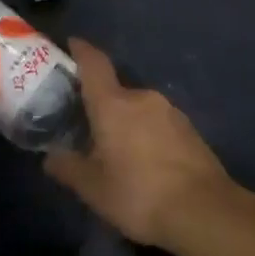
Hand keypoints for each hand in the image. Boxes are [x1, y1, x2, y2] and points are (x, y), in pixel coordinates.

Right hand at [44, 38, 234, 248]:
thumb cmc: (139, 194)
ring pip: (139, 110)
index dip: (81, 50)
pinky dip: (147, 136)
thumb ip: (68, 168)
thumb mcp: (93, 189)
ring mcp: (171, 112)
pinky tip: (146, 164)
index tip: (71, 44)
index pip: (94, 64)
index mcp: (113, 104)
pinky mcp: (190, 130)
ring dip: (126, 123)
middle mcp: (142, 98)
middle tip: (89, 128)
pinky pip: (159, 124)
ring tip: (118, 152)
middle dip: (101, 106)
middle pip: (115, 91)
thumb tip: (49, 157)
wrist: (205, 212)